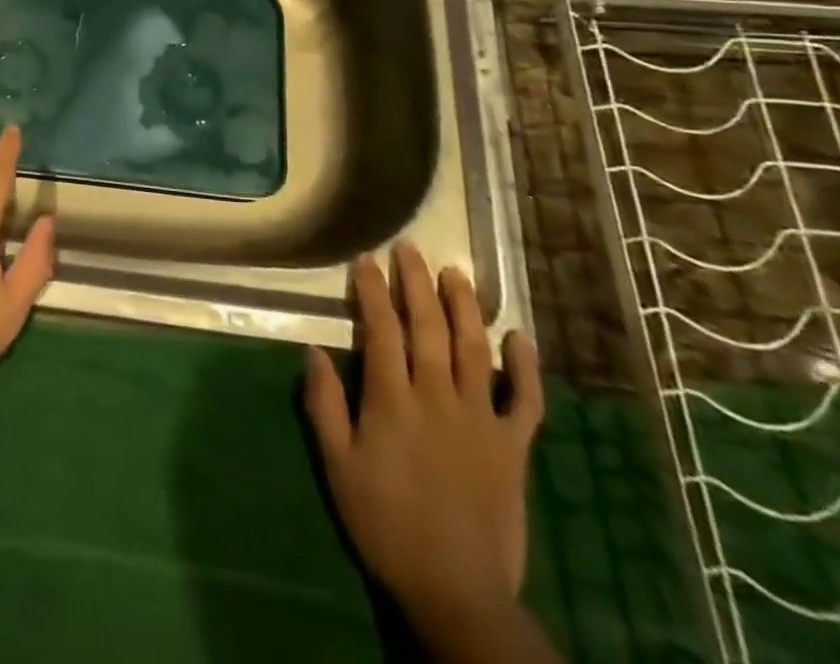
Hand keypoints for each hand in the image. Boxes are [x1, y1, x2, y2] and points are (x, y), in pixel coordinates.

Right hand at [303, 241, 543, 618]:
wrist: (456, 589)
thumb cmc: (385, 523)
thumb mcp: (338, 466)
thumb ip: (324, 405)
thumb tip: (313, 350)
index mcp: (393, 401)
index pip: (382, 330)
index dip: (373, 291)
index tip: (366, 260)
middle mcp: (438, 397)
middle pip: (429, 328)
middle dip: (417, 284)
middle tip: (410, 249)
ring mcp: (481, 420)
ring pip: (475, 350)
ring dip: (464, 307)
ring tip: (455, 273)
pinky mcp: (513, 446)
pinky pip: (525, 401)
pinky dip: (526, 368)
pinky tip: (520, 336)